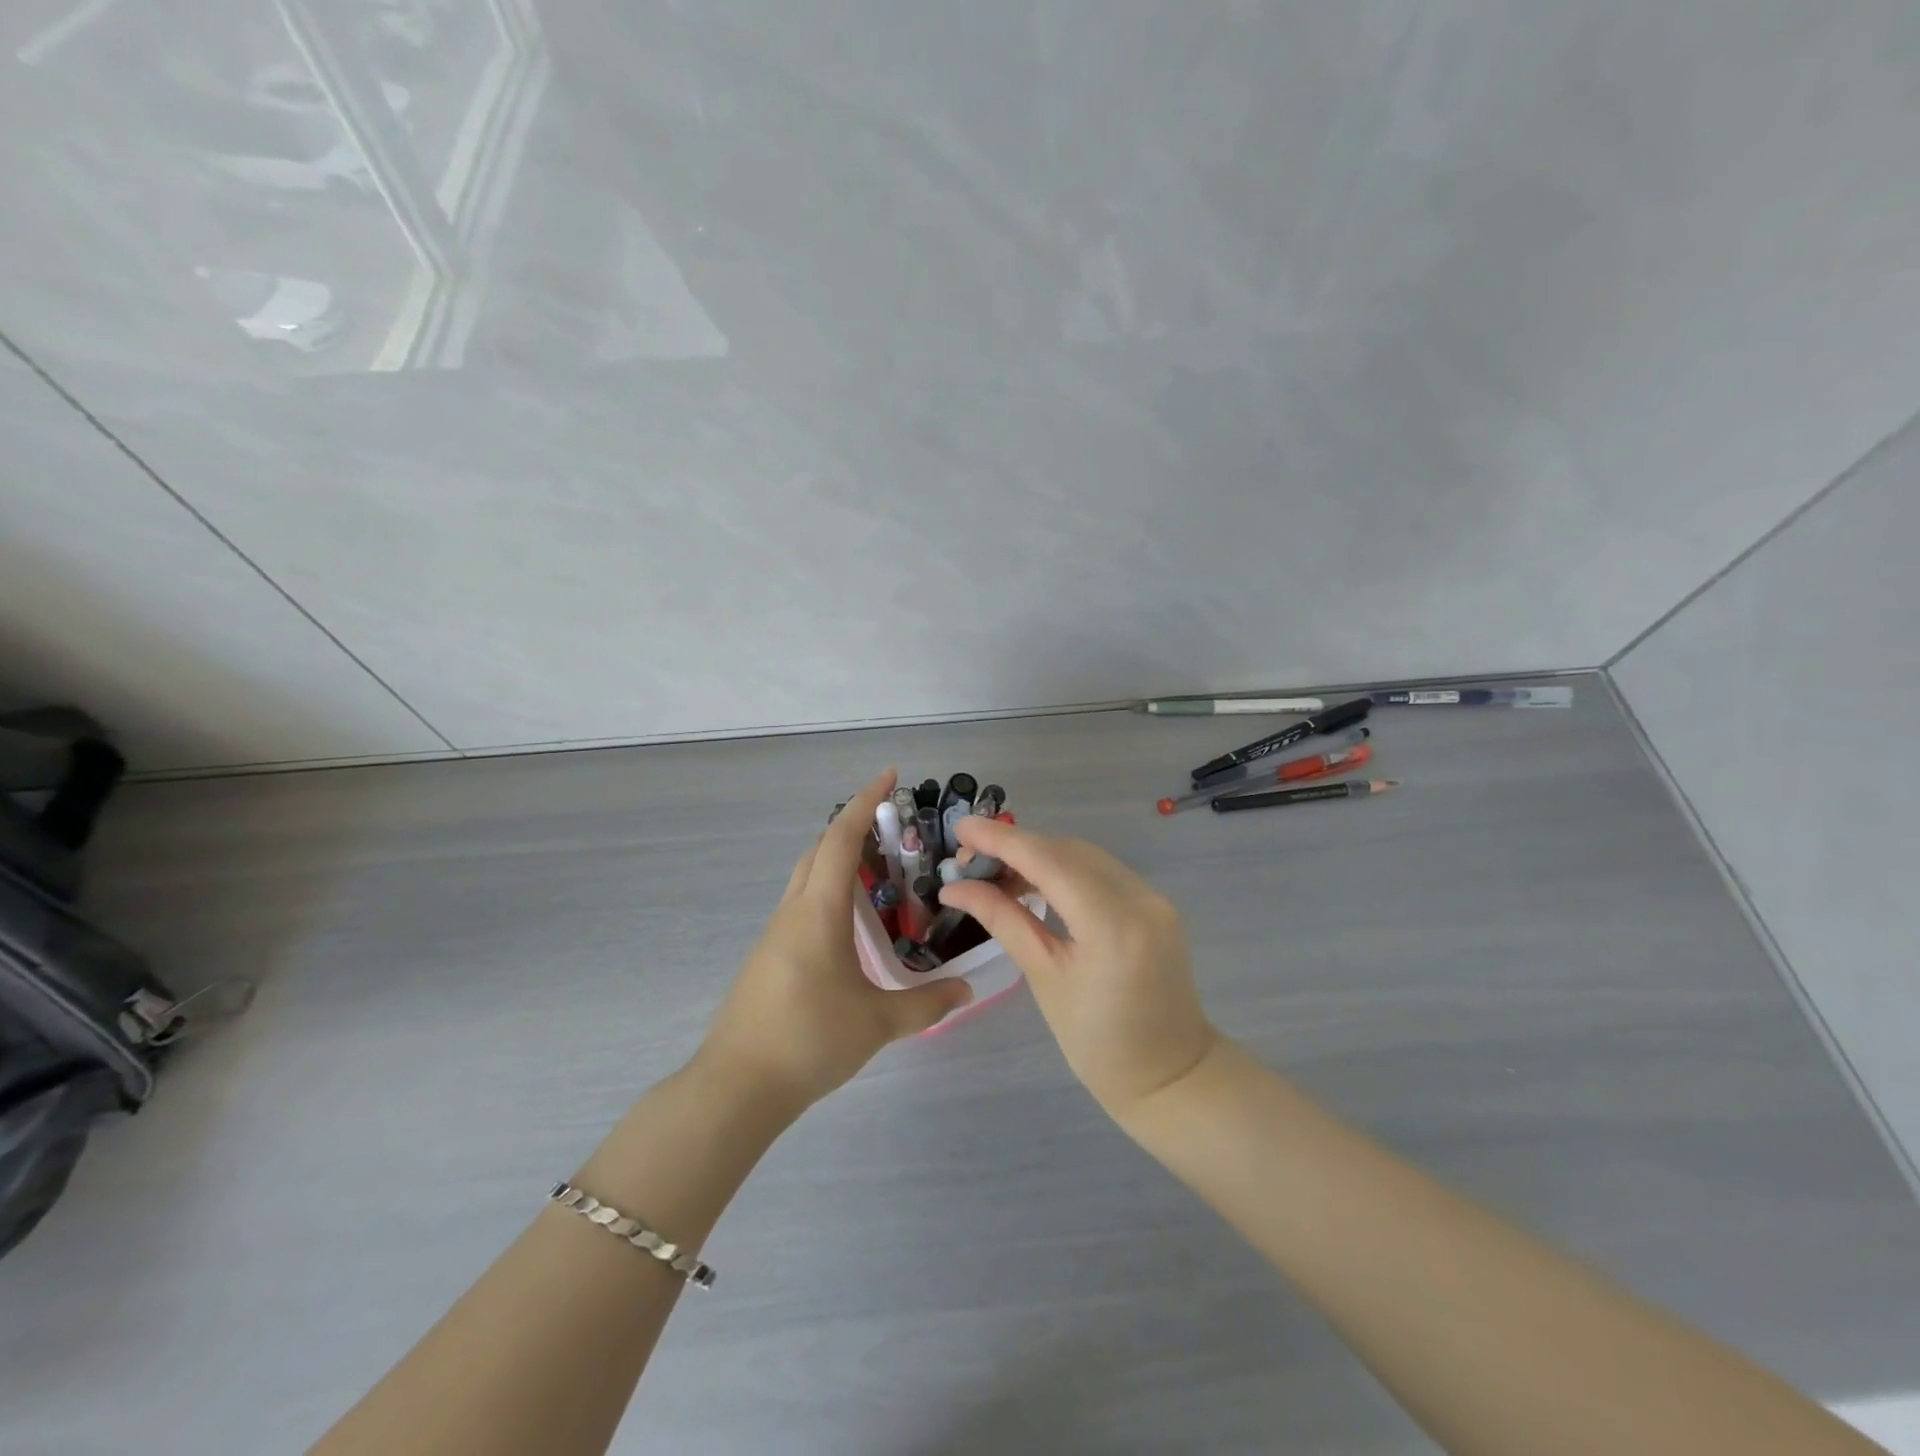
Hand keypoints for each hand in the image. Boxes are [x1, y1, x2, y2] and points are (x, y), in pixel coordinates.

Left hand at [698, 769, 972, 1111]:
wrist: (736, 1086)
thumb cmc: (808, 1040)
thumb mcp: (877, 1023)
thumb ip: (926, 1004)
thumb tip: (967, 990)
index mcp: (818, 912)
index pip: (839, 839)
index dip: (863, 802)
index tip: (888, 776)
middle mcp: (792, 912)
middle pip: (818, 850)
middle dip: (850, 826)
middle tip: (890, 826)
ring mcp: (774, 934)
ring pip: (806, 878)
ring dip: (837, 860)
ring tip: (877, 872)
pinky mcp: (767, 957)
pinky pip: (800, 905)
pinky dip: (827, 892)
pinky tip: (849, 923)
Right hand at [938, 817, 1218, 1121]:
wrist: (1171, 1074)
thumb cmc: (1098, 1043)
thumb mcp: (1044, 978)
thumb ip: (1003, 920)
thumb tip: (955, 886)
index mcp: (1111, 923)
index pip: (1048, 861)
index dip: (1001, 839)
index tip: (961, 826)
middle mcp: (1138, 897)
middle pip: (1066, 851)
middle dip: (1016, 847)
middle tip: (970, 860)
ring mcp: (1153, 897)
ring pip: (1084, 856)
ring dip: (1039, 856)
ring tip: (995, 874)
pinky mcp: (1155, 903)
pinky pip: (1102, 871)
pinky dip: (1064, 870)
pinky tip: (1035, 884)